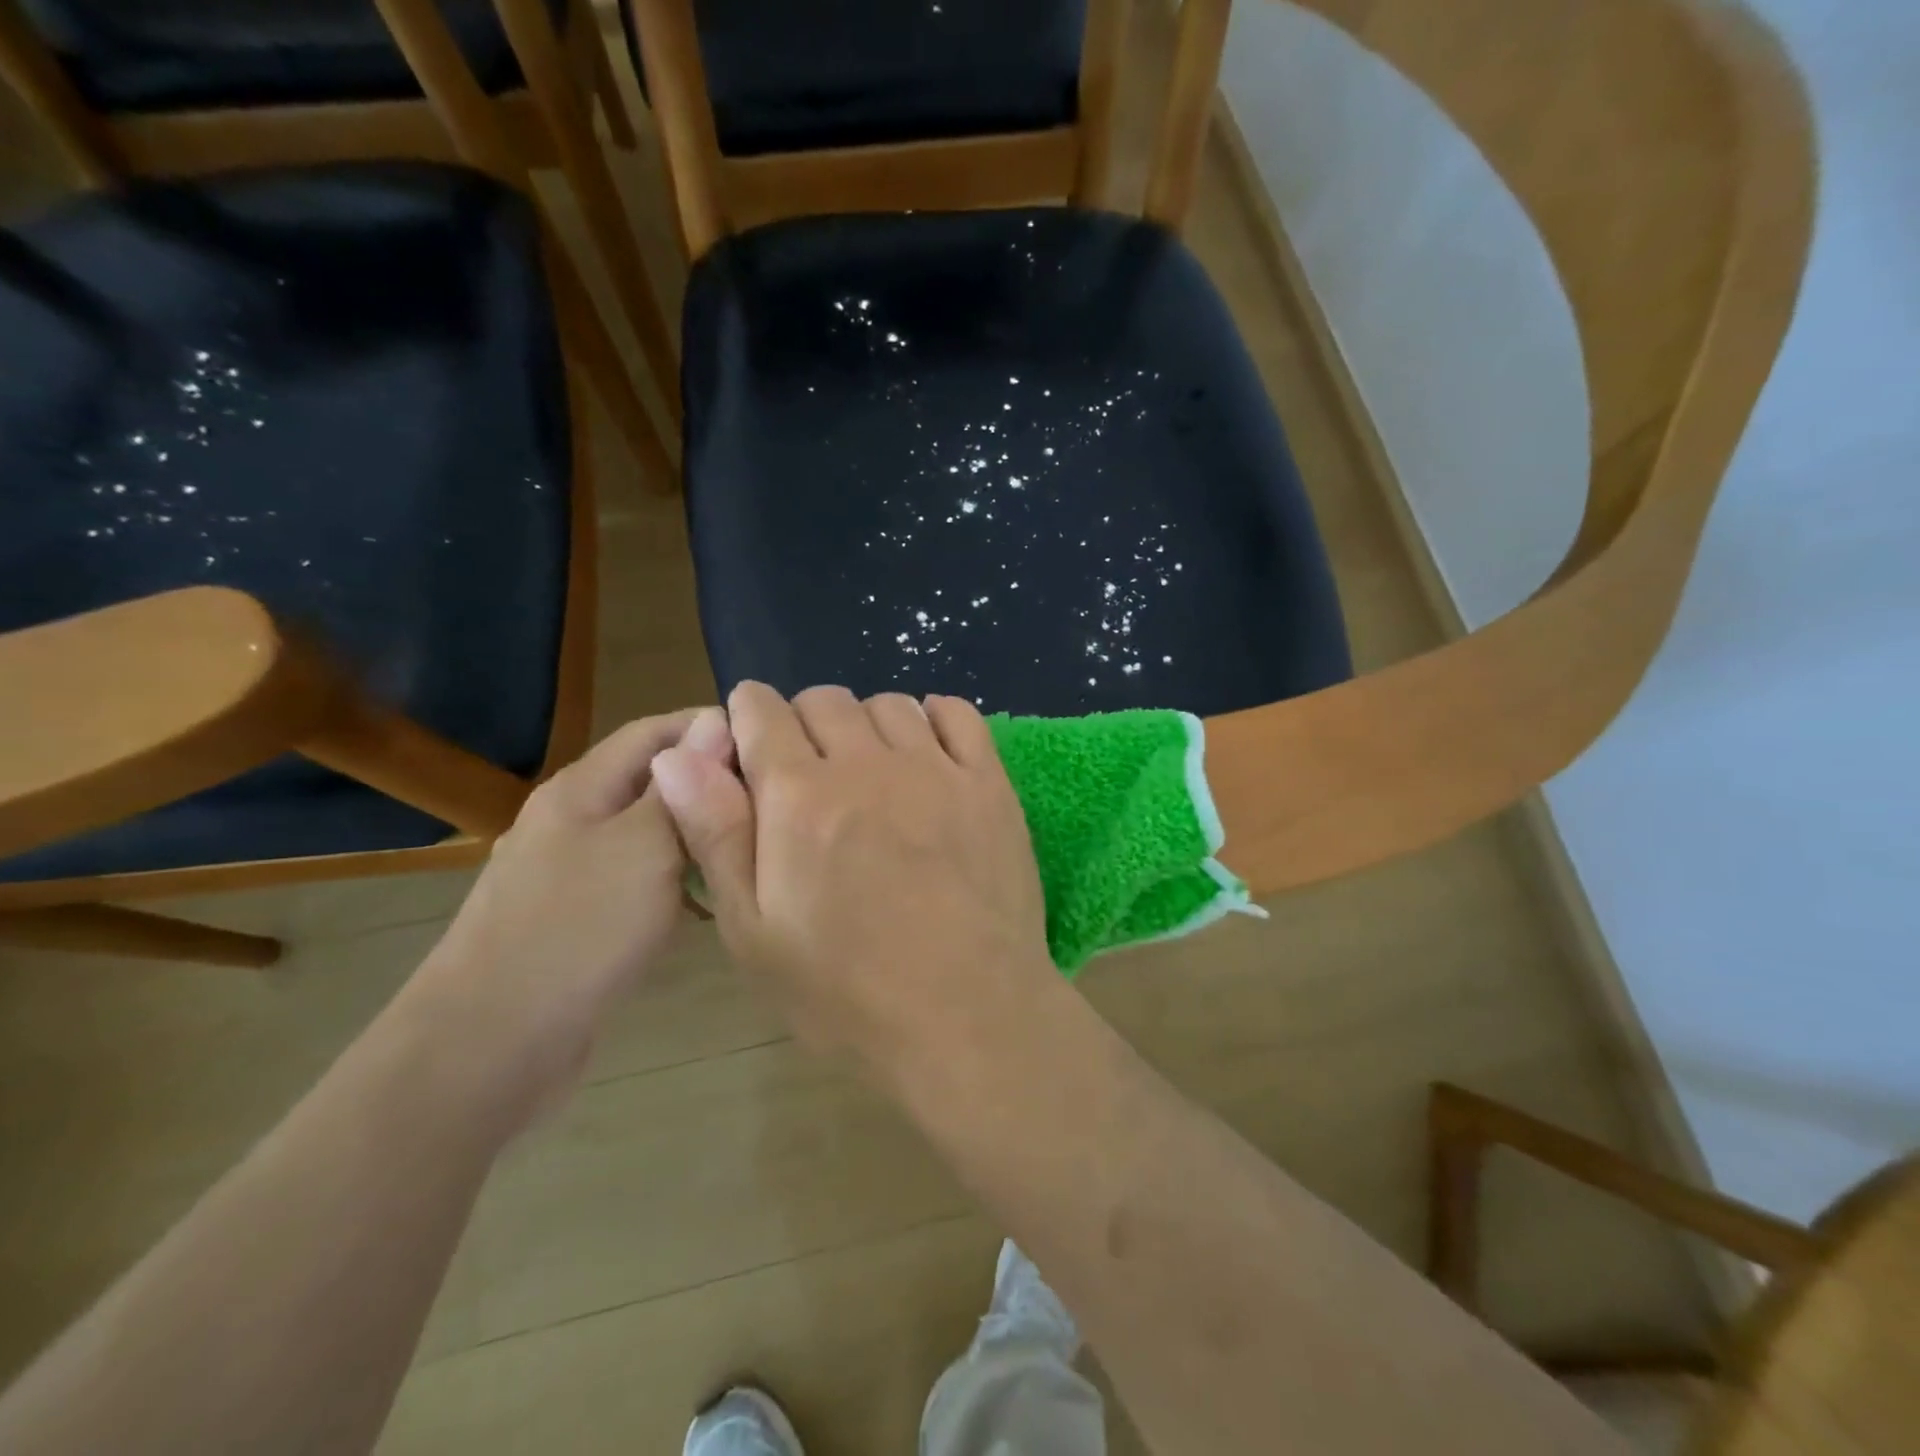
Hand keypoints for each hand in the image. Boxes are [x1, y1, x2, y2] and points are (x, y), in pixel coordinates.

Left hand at [401, 707, 733, 1112]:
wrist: (490, 1046)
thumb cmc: (577, 929)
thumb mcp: (644, 846)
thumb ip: (683, 786)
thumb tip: (717, 721)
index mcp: (581, 789)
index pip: (654, 730)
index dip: (711, 728)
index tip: (771, 743)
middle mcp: (572, 821)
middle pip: (653, 783)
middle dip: (711, 784)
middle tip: (774, 803)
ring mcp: (570, 874)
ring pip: (649, 836)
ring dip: (697, 836)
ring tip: (752, 849)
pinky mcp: (576, 921)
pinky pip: (638, 882)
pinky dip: (676, 883)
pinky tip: (708, 905)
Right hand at [651, 682, 1054, 1082]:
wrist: (969, 1019)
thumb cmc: (847, 993)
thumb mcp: (754, 932)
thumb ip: (715, 834)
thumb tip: (675, 753)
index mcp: (799, 796)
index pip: (761, 711)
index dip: (748, 717)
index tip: (752, 746)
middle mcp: (867, 765)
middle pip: (824, 700)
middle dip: (803, 724)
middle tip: (810, 778)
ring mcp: (936, 769)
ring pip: (889, 703)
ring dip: (866, 725)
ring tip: (869, 773)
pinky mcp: (988, 784)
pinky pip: (957, 714)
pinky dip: (934, 717)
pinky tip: (927, 753)